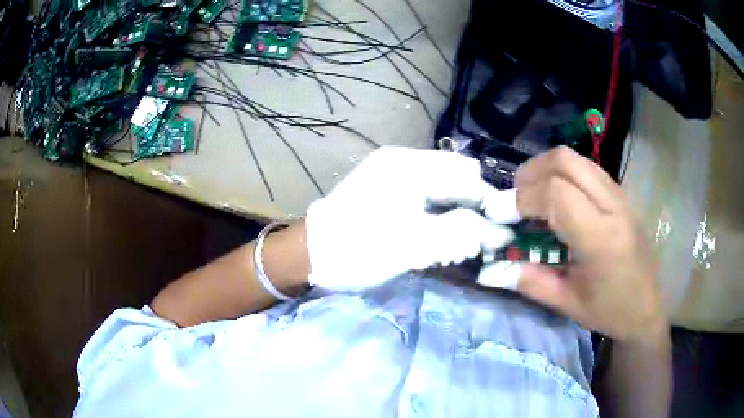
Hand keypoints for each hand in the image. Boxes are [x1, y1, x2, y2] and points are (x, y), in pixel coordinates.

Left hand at [305, 147, 516, 291]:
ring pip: (444, 186)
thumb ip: (461, 233)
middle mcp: (404, 160)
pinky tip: (433, 236)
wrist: (310, 254)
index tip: (495, 234)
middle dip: (471, 209)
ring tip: (451, 244)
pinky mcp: (388, 186)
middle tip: (469, 242)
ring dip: (455, 213)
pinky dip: (438, 214)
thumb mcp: (414, 244)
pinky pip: (427, 193)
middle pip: (457, 177)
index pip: (467, 175)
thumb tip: (500, 232)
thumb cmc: (359, 248)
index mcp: (410, 165)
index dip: (487, 204)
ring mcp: (394, 171)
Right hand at [512, 147, 665, 343]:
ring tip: (532, 195)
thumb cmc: (610, 310)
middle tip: (514, 198)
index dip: (523, 198)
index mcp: (601, 239)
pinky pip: (587, 167)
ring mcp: (620, 196)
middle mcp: (613, 207)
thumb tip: (495, 266)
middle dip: (531, 172)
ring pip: (576, 159)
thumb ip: (531, 282)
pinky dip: (563, 173)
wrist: (647, 307)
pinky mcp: (620, 194)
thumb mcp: (567, 304)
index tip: (501, 215)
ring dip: (546, 169)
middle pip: (565, 161)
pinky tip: (557, 197)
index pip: (557, 194)